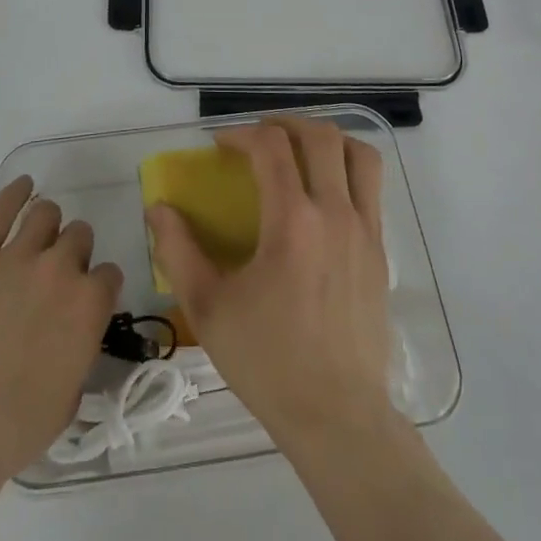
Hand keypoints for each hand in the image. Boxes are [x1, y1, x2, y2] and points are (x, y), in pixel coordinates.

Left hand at [0, 176, 121, 479]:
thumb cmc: (17, 426)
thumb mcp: (70, 396)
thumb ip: (79, 351)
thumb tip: (72, 338)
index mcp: (90, 304)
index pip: (108, 274)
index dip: (97, 287)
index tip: (85, 299)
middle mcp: (61, 268)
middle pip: (79, 236)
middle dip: (73, 252)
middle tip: (55, 275)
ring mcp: (17, 256)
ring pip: (45, 214)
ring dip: (47, 224)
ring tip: (37, 236)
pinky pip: (1, 209)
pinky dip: (14, 192)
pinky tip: (22, 186)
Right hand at [147, 116, 393, 452]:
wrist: (337, 416)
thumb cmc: (267, 361)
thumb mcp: (207, 308)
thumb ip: (177, 251)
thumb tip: (159, 208)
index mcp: (292, 222)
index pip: (271, 147)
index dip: (241, 133)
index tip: (220, 145)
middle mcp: (335, 213)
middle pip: (320, 136)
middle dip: (284, 124)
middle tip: (257, 138)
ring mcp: (365, 230)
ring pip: (358, 154)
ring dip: (326, 138)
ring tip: (298, 151)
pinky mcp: (381, 250)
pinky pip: (371, 187)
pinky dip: (347, 169)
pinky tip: (322, 193)